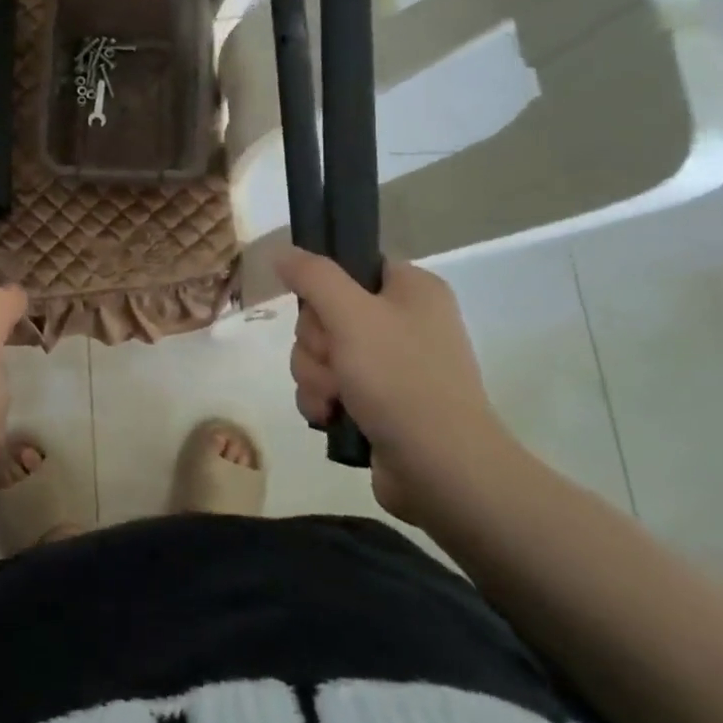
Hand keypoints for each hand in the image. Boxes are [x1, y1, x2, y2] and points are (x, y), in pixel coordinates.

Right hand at [276, 248, 516, 522]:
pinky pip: (327, 385)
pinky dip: (322, 399)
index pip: (349, 266)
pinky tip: (330, 416)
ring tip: (334, 398)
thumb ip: (312, 276)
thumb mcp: (351, 315)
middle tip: (333, 361)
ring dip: (314, 374)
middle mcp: (403, 321)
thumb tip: (281, 252)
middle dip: (315, 343)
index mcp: (411, 290)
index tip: (320, 310)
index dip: (324, 288)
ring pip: (320, 351)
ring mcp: (390, 365)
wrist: (441, 470)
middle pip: (325, 312)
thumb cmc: (401, 379)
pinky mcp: (377, 402)